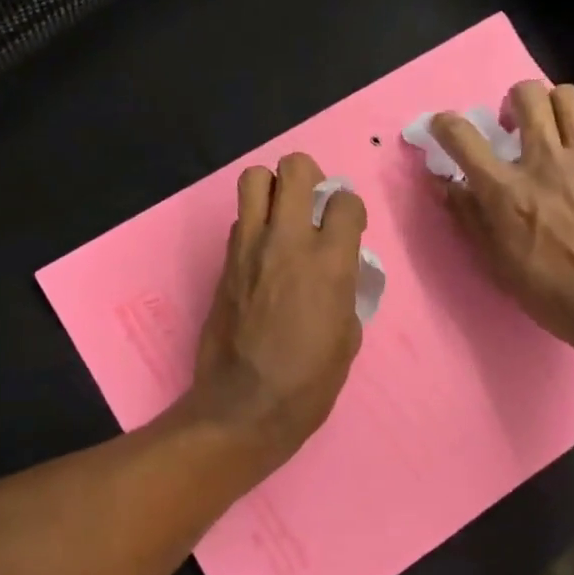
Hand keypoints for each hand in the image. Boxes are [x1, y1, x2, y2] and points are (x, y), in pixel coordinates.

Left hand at [182, 152, 366, 472]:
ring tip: (281, 216)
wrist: (244, 407)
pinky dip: (253, 225)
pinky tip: (262, 253)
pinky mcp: (224, 263)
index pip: (345, 200)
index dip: (350, 210)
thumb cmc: (308, 383)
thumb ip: (345, 291)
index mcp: (330, 262)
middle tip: (311, 203)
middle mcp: (288, 241)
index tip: (348, 227)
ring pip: (253, 178)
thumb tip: (338, 275)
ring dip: (272, 189)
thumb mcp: (348, 338)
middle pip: (294, 167)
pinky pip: (239, 221)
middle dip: (308, 176)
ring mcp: (249, 248)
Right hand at [431, 81, 573, 361]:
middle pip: (526, 95)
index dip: (445, 123)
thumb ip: (469, 218)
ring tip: (554, 130)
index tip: (443, 125)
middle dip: (514, 101)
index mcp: (506, 190)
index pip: (463, 136)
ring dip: (553, 107)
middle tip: (515, 125)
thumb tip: (446, 184)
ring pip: (568, 98)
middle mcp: (545, 162)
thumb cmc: (552, 295)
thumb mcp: (497, 264)